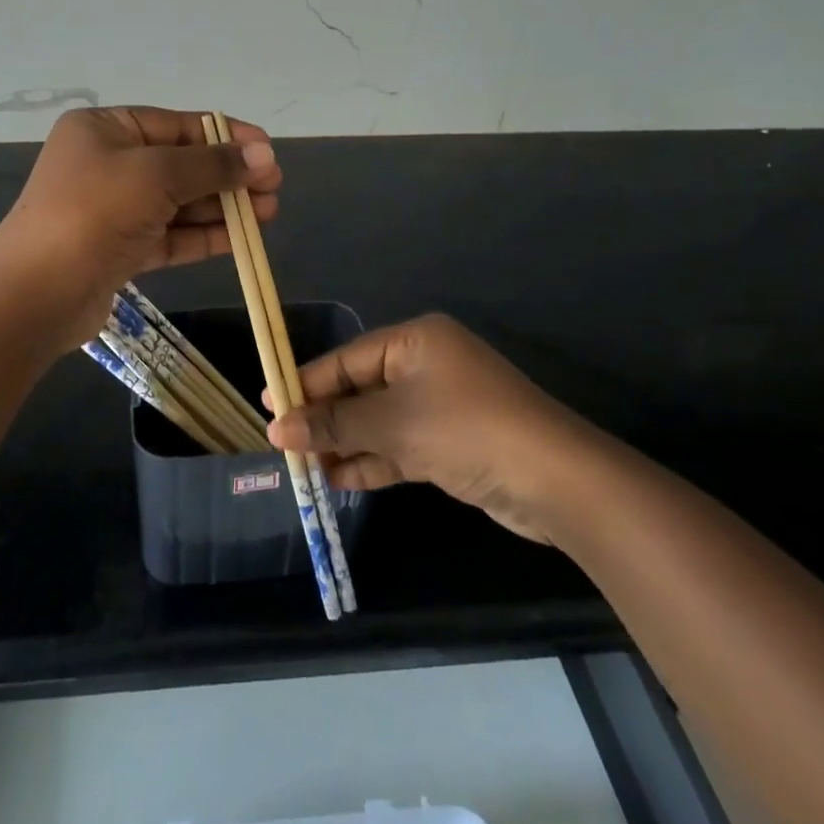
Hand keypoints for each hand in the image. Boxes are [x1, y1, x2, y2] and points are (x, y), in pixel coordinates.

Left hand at [0, 107, 280, 343]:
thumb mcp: (157, 175)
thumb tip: (264, 153)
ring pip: (179, 201)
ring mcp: (113, 208)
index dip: (227, 136)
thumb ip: (213, 164)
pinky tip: (241, 238)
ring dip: (223, 206)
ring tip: (268, 214)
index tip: (269, 151)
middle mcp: (108, 163)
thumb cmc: (94, 213)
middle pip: (182, 163)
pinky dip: (204, 235)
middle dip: (229, 175)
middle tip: (273, 188)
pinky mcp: (120, 249)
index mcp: (105, 129)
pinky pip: (171, 234)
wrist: (35, 294)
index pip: (177, 125)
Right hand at [266, 314, 581, 544]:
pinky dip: (372, 460)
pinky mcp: (449, 442)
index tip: (269, 406)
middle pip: (360, 389)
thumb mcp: (395, 424)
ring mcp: (439, 405)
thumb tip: (277, 429)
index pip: (347, 359)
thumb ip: (335, 424)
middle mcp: (425, 366)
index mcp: (414, 342)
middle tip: (283, 444)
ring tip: (304, 468)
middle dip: (325, 418)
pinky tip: (339, 478)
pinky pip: (399, 444)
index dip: (306, 383)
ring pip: (378, 421)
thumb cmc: (467, 430)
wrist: (555, 481)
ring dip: (345, 443)